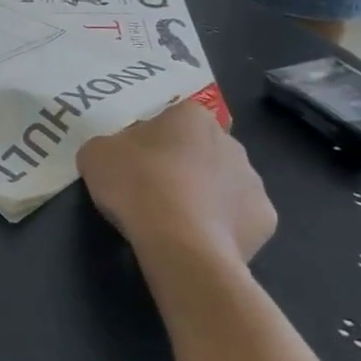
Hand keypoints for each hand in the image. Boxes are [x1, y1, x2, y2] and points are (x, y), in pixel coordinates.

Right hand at [78, 104, 276, 285]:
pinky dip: (222, 228)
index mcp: (192, 117)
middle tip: (151, 190)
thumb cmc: (137, 185)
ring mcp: (254, 181)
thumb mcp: (95, 154)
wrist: (181, 243)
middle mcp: (231, 142)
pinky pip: (238, 218)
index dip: (150, 140)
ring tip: (174, 222)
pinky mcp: (265, 220)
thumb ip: (108, 146)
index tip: (133, 161)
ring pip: (223, 184)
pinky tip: (198, 240)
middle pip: (200, 149)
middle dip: (182, 165)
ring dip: (204, 195)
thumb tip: (119, 154)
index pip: (171, 118)